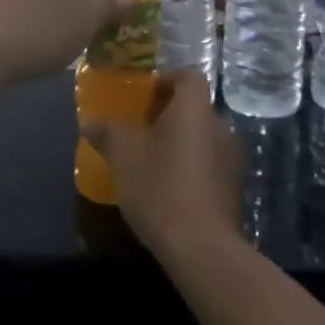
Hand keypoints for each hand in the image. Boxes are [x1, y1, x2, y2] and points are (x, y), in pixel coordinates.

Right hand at [86, 72, 242, 260]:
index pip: (188, 76)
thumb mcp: (122, 154)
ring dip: (178, 141)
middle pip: (194, 107)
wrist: (201, 247)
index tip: (142, 96)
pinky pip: (208, 163)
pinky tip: (167, 186)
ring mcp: (231, 159)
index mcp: (195, 109)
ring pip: (201, 136)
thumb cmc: (160, 186)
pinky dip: (189, 166)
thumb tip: (91, 121)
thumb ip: (106, 130)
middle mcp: (220, 126)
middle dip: (167, 114)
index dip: (165, 80)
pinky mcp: (233, 188)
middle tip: (138, 129)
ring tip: (150, 159)